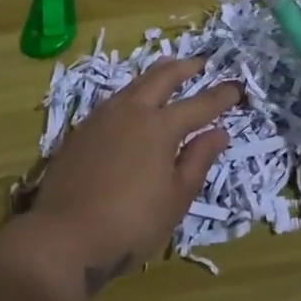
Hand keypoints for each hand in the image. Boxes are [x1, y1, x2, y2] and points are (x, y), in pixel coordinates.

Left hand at [27, 59, 239, 294]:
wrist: (63, 237)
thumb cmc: (131, 224)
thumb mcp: (176, 199)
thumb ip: (198, 160)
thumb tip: (218, 133)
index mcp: (160, 127)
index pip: (199, 105)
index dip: (221, 97)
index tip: (237, 88)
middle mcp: (131, 112)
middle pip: (162, 78)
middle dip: (184, 68)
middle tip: (200, 62)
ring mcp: (101, 119)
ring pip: (134, 85)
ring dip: (155, 75)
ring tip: (167, 70)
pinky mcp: (80, 132)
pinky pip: (113, 100)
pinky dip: (132, 93)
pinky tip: (132, 103)